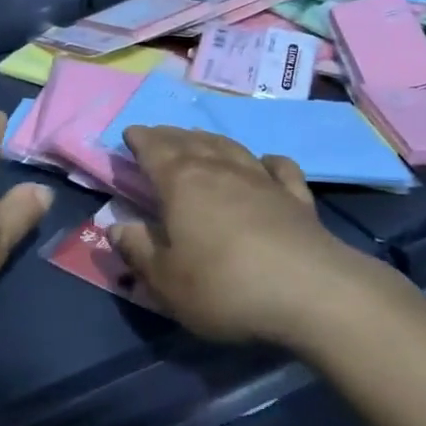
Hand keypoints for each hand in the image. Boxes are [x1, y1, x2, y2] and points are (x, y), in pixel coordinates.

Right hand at [111, 126, 371, 344]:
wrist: (311, 292)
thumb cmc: (225, 287)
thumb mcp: (166, 281)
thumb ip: (137, 251)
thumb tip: (114, 226)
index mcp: (180, 183)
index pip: (153, 149)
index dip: (139, 139)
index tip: (129, 133)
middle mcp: (219, 169)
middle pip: (188, 141)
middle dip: (169, 135)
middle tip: (157, 135)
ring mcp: (261, 179)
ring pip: (229, 147)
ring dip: (209, 140)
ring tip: (198, 138)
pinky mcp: (296, 197)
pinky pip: (278, 167)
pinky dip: (266, 161)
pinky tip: (264, 162)